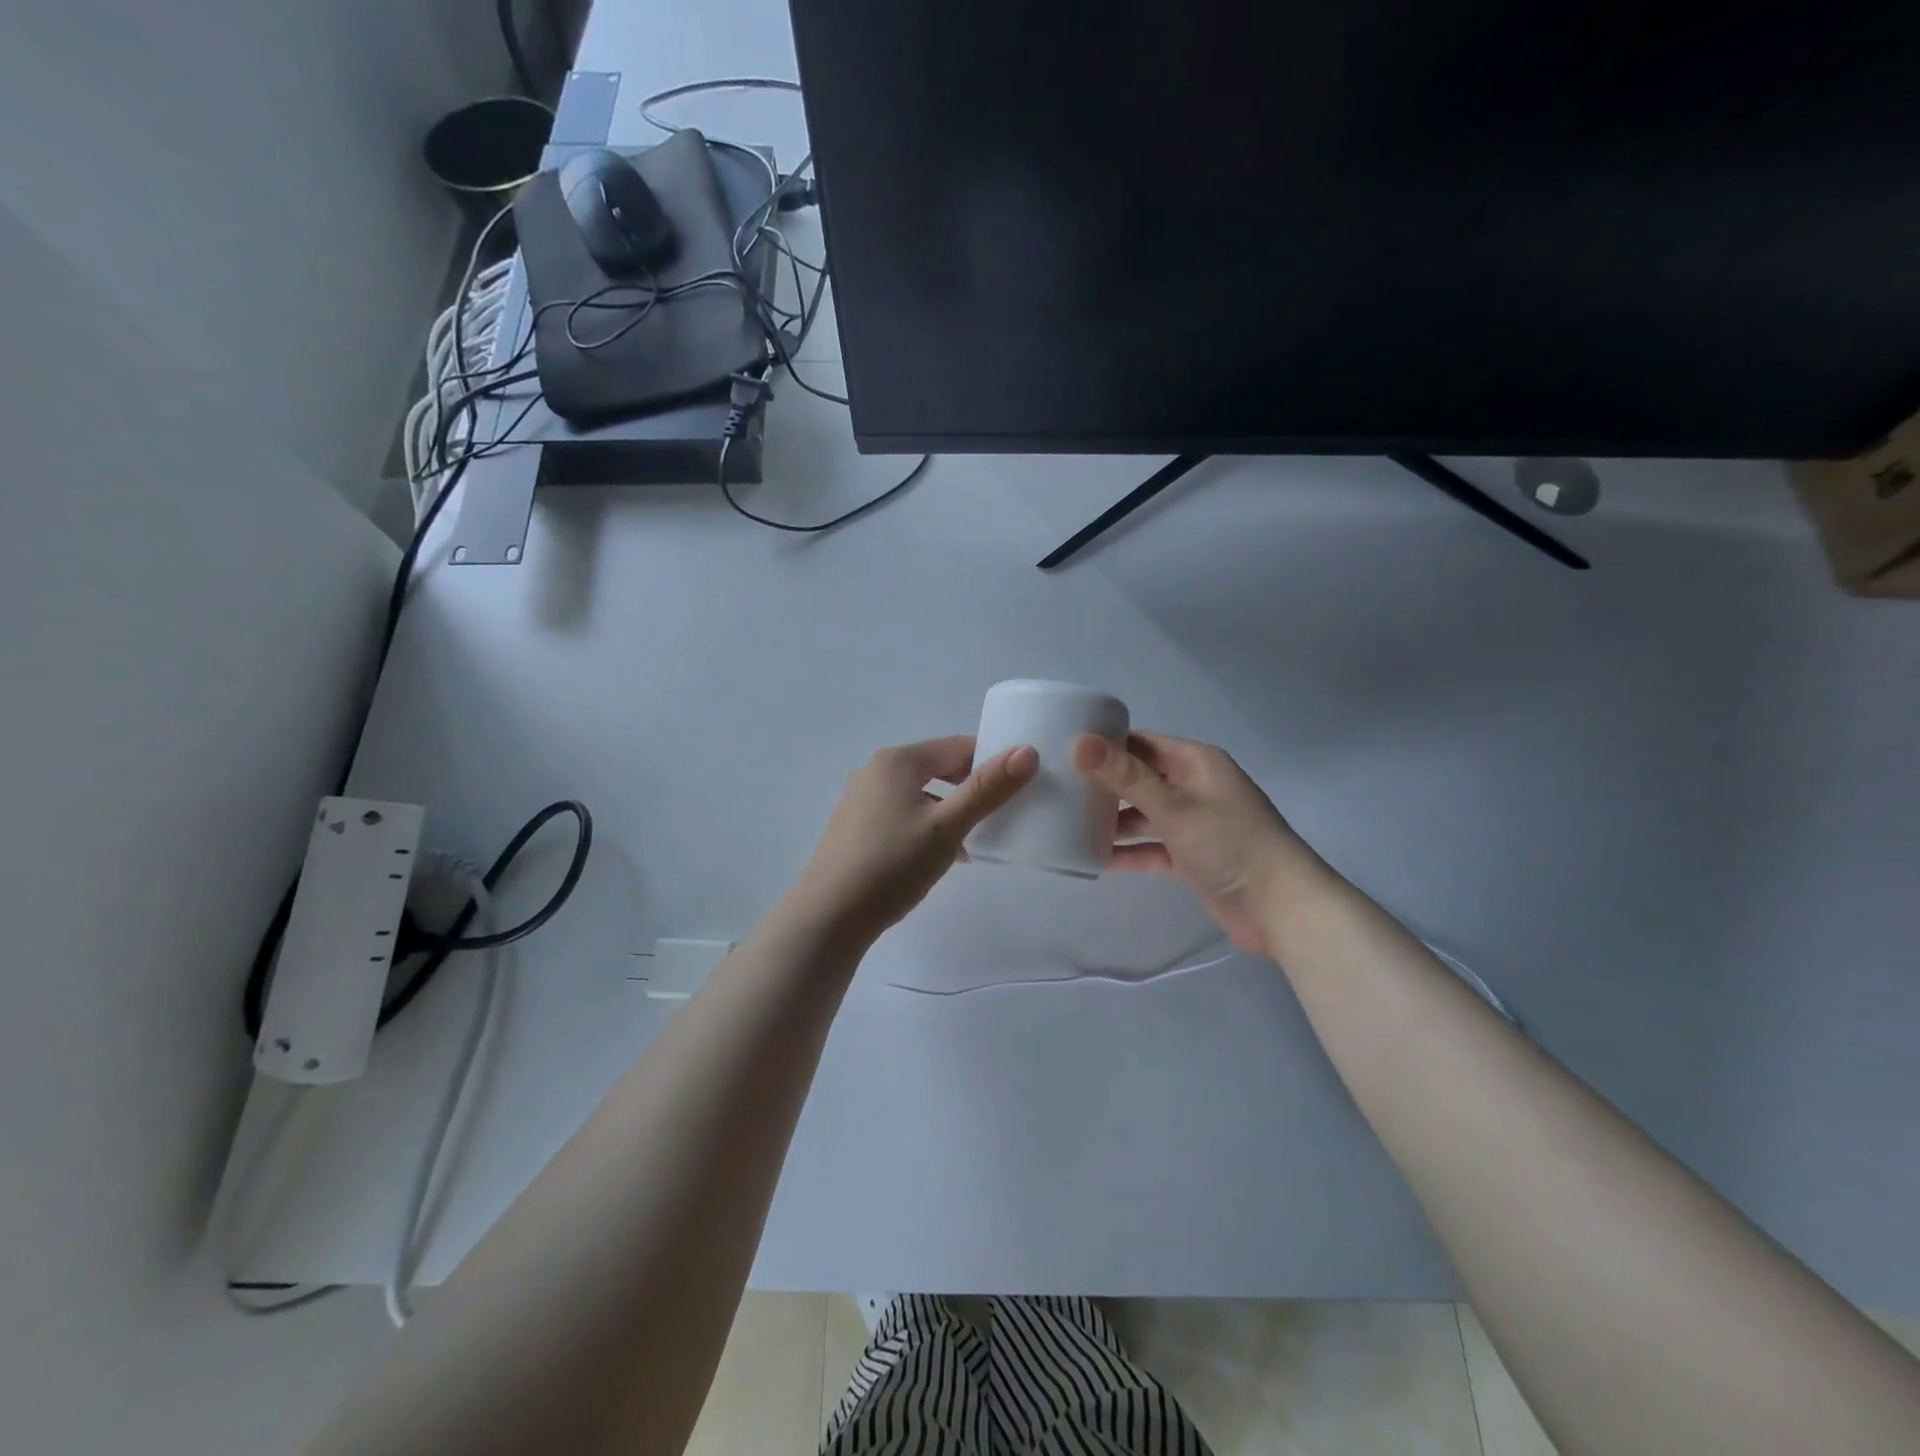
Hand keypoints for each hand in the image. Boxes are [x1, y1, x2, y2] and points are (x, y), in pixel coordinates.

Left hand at [790, 736, 1039, 942]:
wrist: (829, 916)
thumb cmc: (892, 866)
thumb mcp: (947, 828)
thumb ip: (988, 789)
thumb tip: (1028, 751)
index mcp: (898, 760)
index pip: (958, 747)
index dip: (992, 761)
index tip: (1020, 785)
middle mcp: (876, 770)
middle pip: (937, 767)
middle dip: (971, 787)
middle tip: (1000, 813)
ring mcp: (861, 798)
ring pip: (920, 793)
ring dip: (950, 809)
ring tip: (974, 839)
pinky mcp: (855, 826)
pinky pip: (902, 812)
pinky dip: (926, 825)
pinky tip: (939, 856)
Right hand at [1074, 731, 1324, 956]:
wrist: (1282, 909)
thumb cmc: (1230, 845)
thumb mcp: (1174, 807)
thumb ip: (1126, 777)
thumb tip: (1079, 742)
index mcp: (1197, 762)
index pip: (1141, 743)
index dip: (1105, 745)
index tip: (1062, 752)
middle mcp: (1195, 787)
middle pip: (1140, 779)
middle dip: (1104, 786)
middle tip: (1058, 790)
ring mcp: (1194, 823)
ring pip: (1144, 815)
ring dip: (1113, 821)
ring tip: (1067, 825)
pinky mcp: (1192, 857)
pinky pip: (1153, 847)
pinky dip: (1129, 852)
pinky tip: (1094, 859)